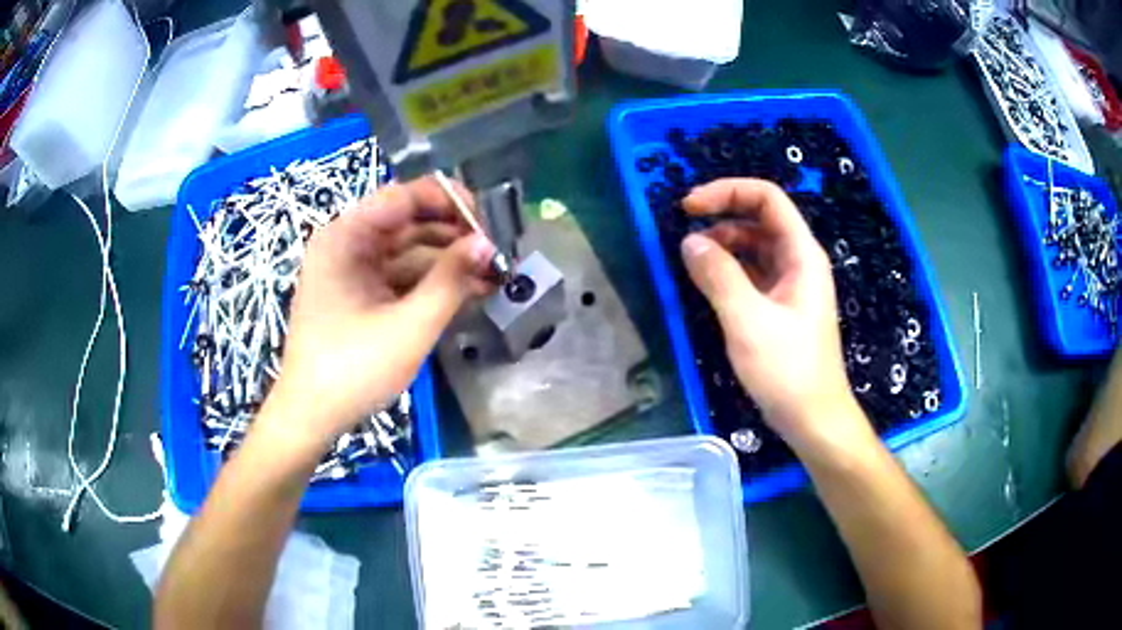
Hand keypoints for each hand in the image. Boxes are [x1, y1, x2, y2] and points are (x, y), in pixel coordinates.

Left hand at [258, 177, 495, 452]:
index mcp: (345, 237)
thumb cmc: (352, 369)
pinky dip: (432, 283)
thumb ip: (450, 280)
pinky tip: (468, 292)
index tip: (488, 222)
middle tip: (497, 255)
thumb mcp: (408, 325)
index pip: (403, 197)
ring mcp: (353, 271)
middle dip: (455, 236)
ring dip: (449, 263)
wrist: (311, 416)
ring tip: (493, 277)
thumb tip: (487, 244)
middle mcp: (347, 244)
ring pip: (409, 252)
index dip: (449, 201)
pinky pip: (401, 276)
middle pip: (409, 223)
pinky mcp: (360, 295)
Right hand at [679, 179, 863, 450]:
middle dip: (721, 217)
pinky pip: (751, 273)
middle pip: (759, 219)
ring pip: (753, 247)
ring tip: (691, 262)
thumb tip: (690, 242)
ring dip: (722, 245)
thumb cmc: (788, 370)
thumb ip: (718, 276)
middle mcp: (798, 261)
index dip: (727, 192)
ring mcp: (790, 285)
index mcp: (801, 254)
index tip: (689, 206)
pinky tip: (707, 283)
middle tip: (683, 234)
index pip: (767, 199)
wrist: (812, 418)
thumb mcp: (748, 321)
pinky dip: (728, 270)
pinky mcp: (780, 306)